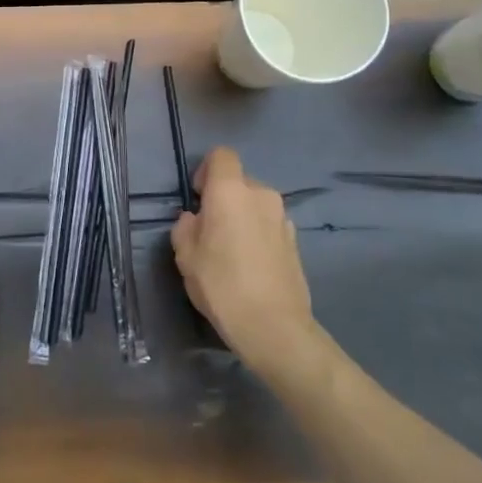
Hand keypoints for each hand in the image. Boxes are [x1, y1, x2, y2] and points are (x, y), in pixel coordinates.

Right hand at [170, 147, 316, 374]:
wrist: (274, 327)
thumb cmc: (221, 284)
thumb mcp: (185, 256)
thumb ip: (185, 227)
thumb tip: (195, 219)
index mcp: (231, 191)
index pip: (221, 155)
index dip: (206, 170)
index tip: (198, 198)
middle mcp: (261, 195)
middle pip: (239, 181)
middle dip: (223, 198)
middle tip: (210, 231)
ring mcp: (283, 218)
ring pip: (255, 205)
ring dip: (242, 217)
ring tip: (231, 252)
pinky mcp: (296, 241)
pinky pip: (269, 225)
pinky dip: (258, 235)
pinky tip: (251, 266)